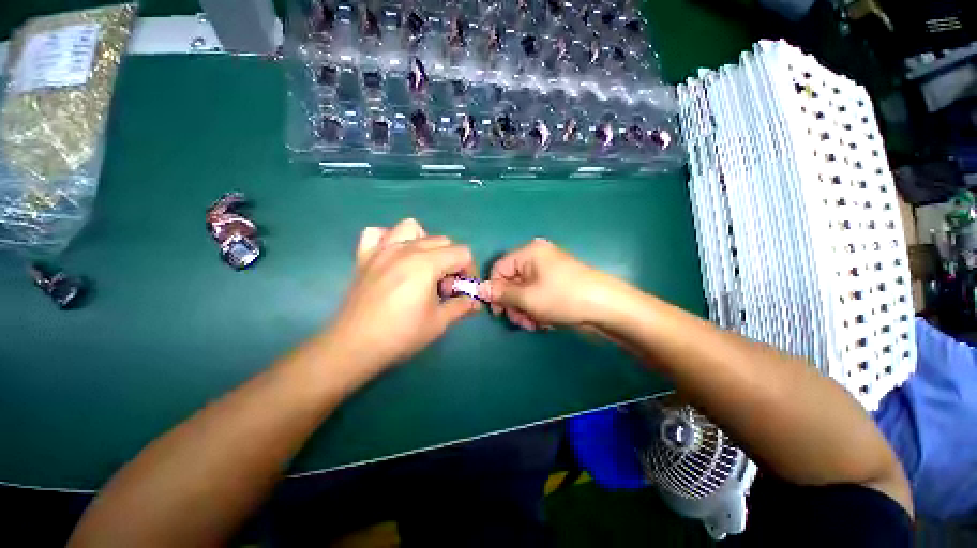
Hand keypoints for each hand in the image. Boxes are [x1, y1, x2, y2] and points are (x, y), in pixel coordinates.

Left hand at [327, 219, 480, 373]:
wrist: (354, 346)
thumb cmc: (401, 335)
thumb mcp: (439, 322)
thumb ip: (461, 306)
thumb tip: (476, 302)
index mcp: (426, 264)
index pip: (462, 253)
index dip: (469, 270)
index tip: (463, 289)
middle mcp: (405, 249)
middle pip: (442, 241)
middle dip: (451, 261)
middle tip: (444, 287)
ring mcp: (382, 250)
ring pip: (412, 228)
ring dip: (424, 243)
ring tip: (423, 266)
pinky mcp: (365, 257)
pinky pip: (378, 233)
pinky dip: (389, 239)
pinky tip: (393, 257)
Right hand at [479, 238, 625, 330]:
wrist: (606, 307)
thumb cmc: (562, 297)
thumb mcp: (527, 297)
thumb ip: (501, 293)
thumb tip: (479, 289)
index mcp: (529, 253)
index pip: (499, 268)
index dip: (494, 289)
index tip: (498, 310)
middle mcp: (538, 258)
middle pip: (512, 281)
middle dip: (513, 304)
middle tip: (520, 321)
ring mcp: (549, 271)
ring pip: (525, 291)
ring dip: (525, 310)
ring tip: (535, 324)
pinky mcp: (558, 284)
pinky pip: (538, 295)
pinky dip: (537, 309)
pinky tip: (546, 321)